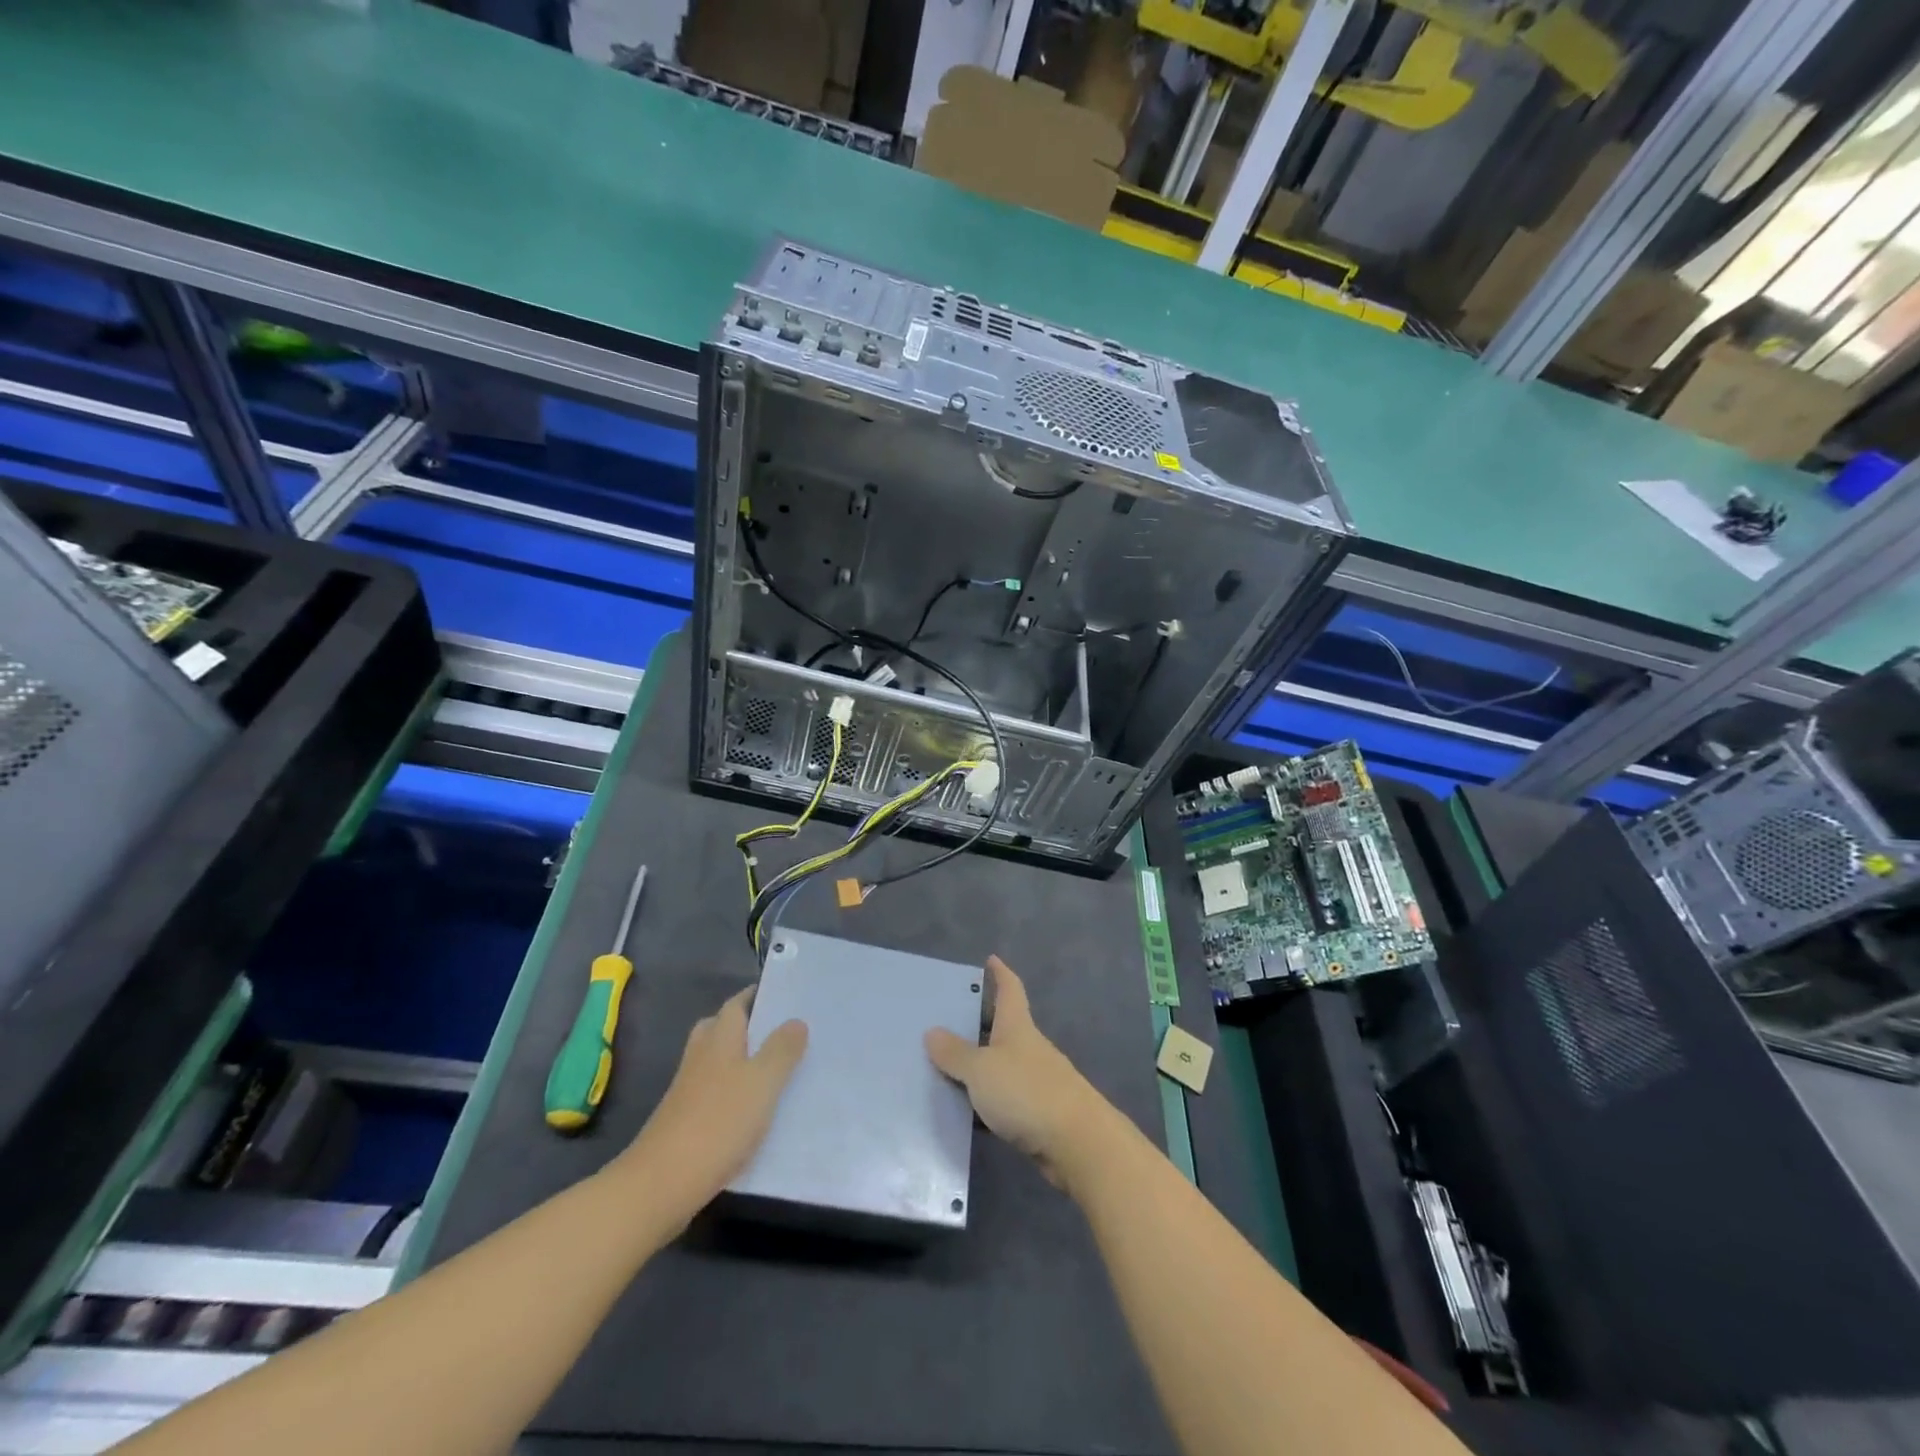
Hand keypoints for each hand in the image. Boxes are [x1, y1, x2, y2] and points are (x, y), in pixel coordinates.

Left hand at [615, 987, 806, 1228]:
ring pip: (718, 1062)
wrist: (661, 1184)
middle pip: (722, 1029)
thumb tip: (796, 1021)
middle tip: (782, 1031)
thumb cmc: (717, 1122)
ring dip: (743, 1060)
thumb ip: (781, 1050)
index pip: (736, 1004)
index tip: (785, 996)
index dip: (758, 997)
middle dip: (749, 1026)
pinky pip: (716, 1093)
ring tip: (777, 1069)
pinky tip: (756, 1111)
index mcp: (719, 1038)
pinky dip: (734, 1092)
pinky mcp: (685, 1121)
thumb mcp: (762, 1083)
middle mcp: (701, 1057)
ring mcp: (689, 1090)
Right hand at [925, 955, 1113, 1186]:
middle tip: (948, 1019)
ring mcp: (1037, 1081)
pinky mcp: (1039, 1114)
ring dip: (980, 1065)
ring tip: (946, 1067)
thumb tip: (932, 1032)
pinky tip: (966, 1111)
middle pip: (1004, 1028)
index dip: (1000, 973)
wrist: (1077, 1144)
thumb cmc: (1026, 1093)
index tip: (991, 959)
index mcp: (1017, 1027)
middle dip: (980, 1023)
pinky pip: (1005, 1099)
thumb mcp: (981, 1070)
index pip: (1010, 990)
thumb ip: (955, 1054)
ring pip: (1002, 1065)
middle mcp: (1029, 1048)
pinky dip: (987, 1100)